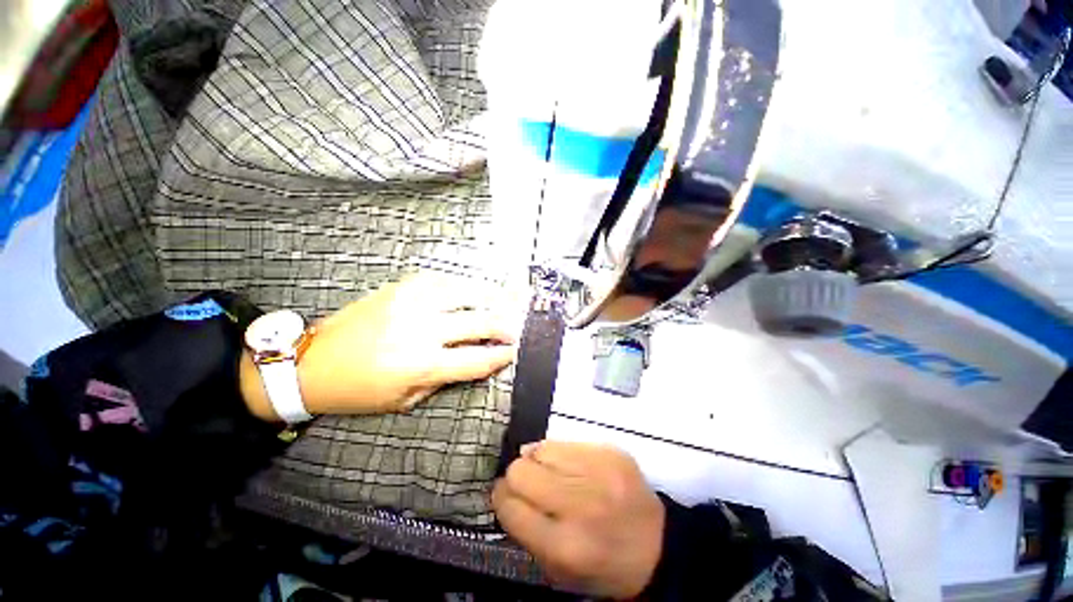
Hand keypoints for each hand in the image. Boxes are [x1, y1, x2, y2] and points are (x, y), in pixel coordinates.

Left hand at [242, 274, 519, 418]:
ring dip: (488, 297)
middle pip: (478, 322)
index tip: (514, 352)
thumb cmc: (358, 391)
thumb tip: (472, 360)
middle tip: (515, 327)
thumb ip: (443, 379)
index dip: (500, 356)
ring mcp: (409, 304)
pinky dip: (458, 285)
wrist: (310, 363)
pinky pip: (438, 280)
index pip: (476, 359)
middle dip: (504, 325)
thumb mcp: (404, 400)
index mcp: (421, 365)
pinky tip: (467, 289)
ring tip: (502, 300)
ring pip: (463, 293)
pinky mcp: (398, 289)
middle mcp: (420, 330)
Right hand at [492, 441, 664, 599]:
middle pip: (520, 471)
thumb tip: (506, 491)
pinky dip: (561, 453)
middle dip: (517, 477)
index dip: (501, 499)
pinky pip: (566, 441)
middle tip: (530, 485)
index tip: (506, 497)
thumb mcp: (558, 571)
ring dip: (539, 461)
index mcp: (564, 545)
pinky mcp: (610, 451)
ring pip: (541, 449)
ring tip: (553, 473)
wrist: (657, 544)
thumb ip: (525, 533)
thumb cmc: (603, 564)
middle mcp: (580, 504)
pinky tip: (571, 466)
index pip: (510, 507)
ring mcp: (598, 471)